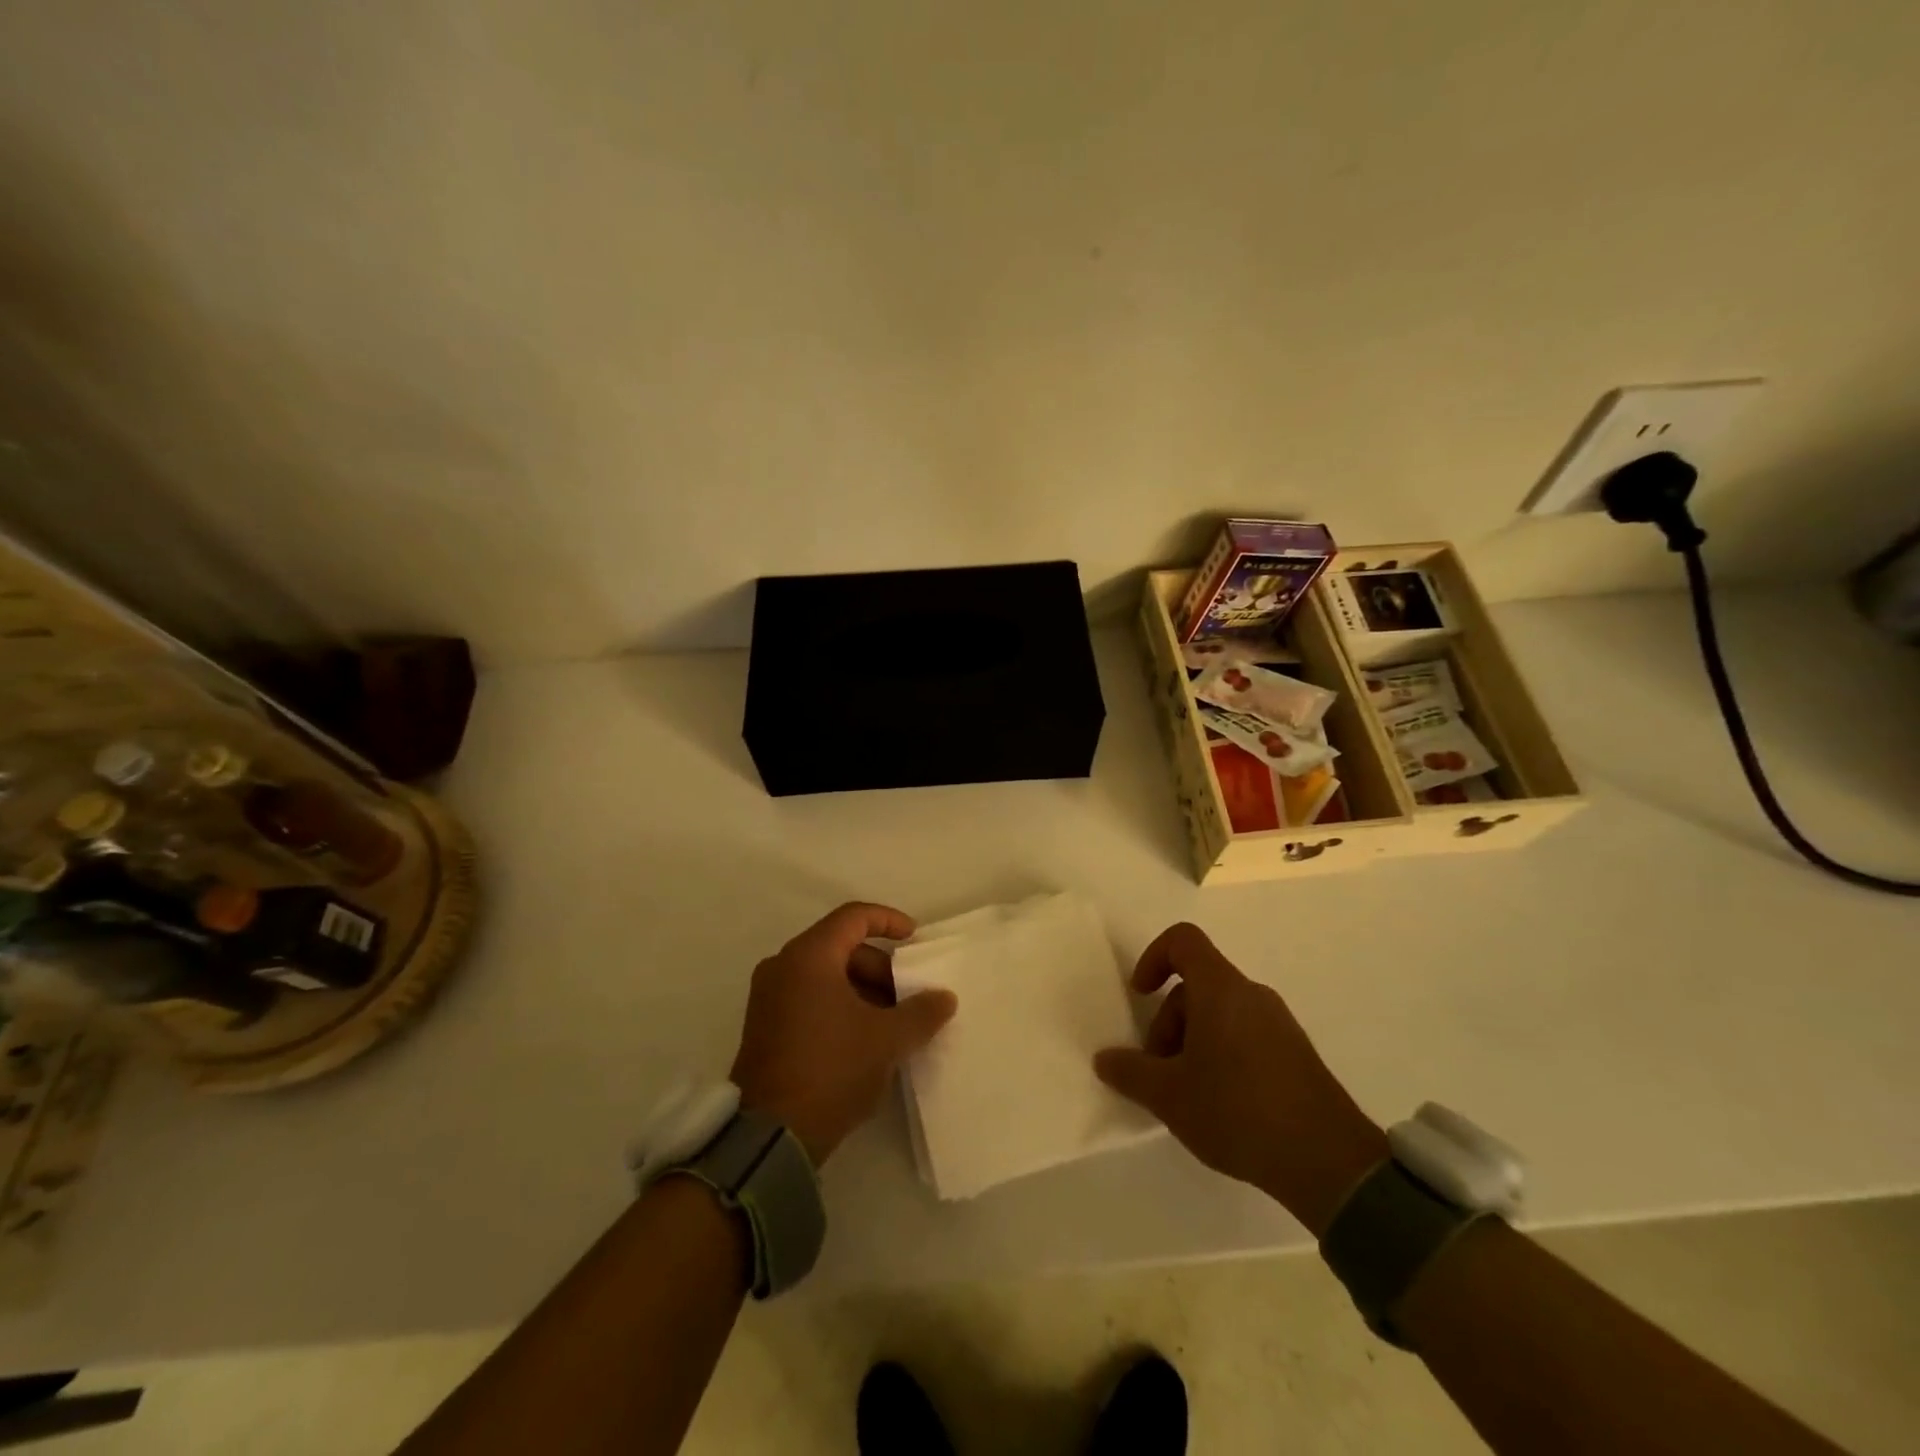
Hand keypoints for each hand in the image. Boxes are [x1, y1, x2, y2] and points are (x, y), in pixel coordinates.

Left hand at [731, 902, 956, 1166]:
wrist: (771, 1136)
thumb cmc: (832, 1069)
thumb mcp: (887, 1040)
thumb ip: (921, 1012)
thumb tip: (944, 998)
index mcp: (809, 956)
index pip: (854, 917)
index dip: (889, 921)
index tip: (915, 939)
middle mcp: (783, 966)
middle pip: (840, 947)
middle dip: (880, 967)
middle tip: (908, 996)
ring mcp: (768, 997)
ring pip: (825, 975)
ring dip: (862, 990)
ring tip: (891, 1023)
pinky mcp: (765, 1026)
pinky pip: (809, 997)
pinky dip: (839, 1005)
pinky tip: (864, 1038)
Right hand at [1093, 922, 1386, 1236]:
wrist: (1329, 1162)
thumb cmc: (1238, 1111)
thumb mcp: (1169, 1096)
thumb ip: (1130, 1072)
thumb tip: (1104, 1059)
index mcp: (1221, 989)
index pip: (1183, 941)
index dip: (1153, 958)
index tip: (1140, 995)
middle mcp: (1252, 995)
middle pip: (1196, 985)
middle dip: (1168, 1022)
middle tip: (1160, 1071)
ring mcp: (1279, 1023)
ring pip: (1220, 1013)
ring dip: (1192, 1042)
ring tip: (1187, 1094)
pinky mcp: (1295, 1053)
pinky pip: (1245, 1034)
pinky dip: (1221, 1055)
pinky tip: (1220, 1104)